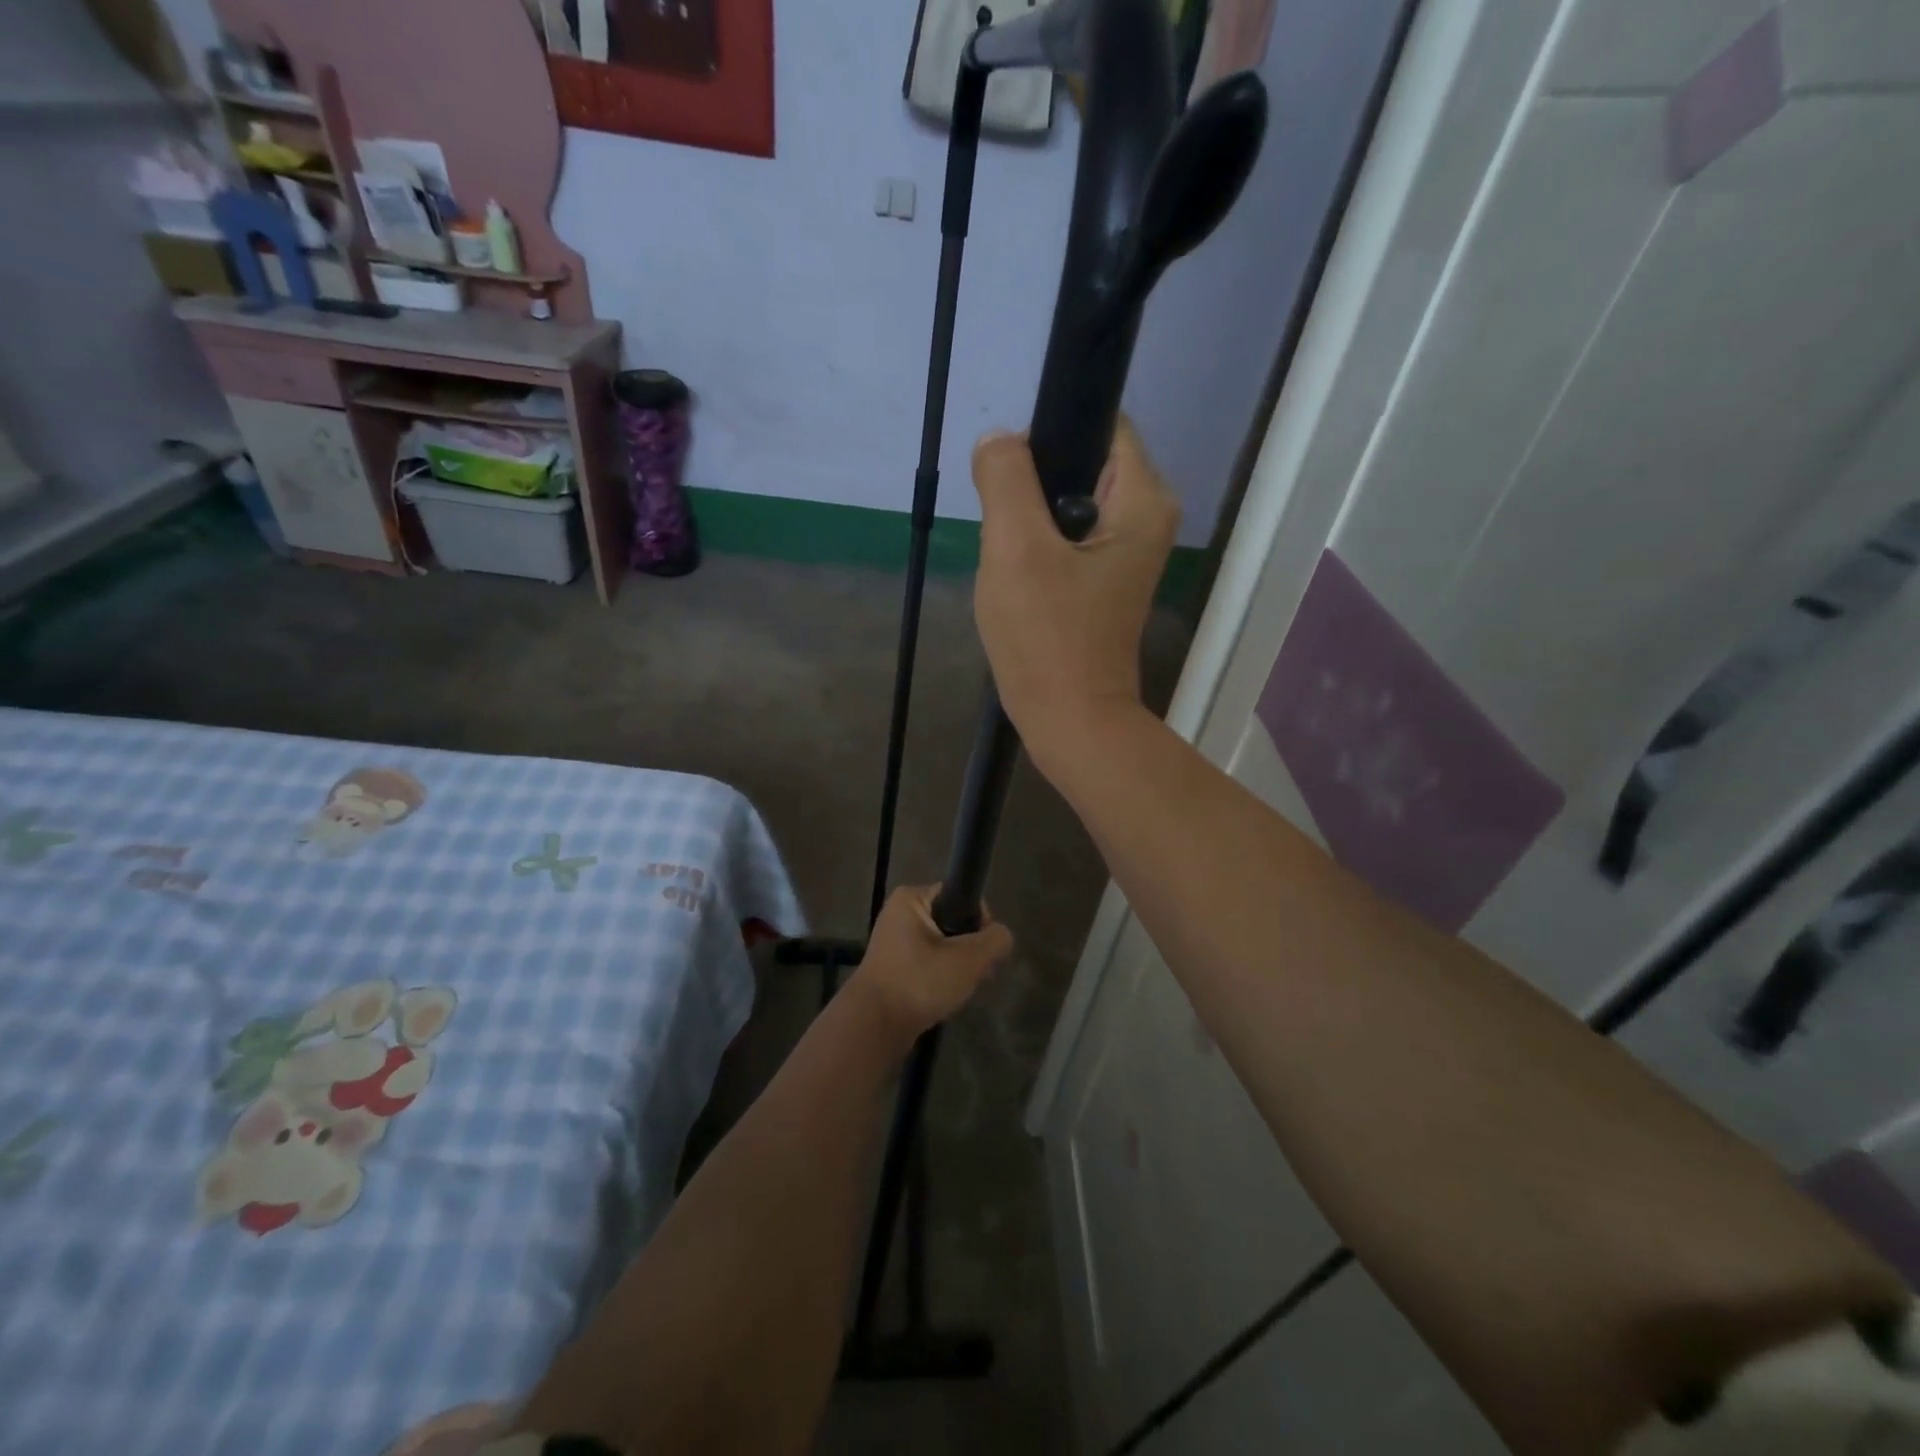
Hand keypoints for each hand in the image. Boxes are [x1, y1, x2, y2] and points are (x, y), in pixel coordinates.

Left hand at [851, 885, 1012, 1045]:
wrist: (873, 1026)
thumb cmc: (919, 981)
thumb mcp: (968, 959)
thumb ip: (994, 941)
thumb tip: (1002, 936)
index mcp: (911, 898)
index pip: (960, 896)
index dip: (980, 920)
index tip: (984, 950)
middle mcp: (899, 914)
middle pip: (953, 923)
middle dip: (970, 949)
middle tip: (977, 974)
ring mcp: (894, 942)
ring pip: (942, 946)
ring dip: (958, 966)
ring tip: (962, 989)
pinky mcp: (893, 968)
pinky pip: (928, 963)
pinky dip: (941, 978)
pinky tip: (947, 997)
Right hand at [970, 421, 1178, 770]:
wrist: (1069, 720)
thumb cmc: (1047, 636)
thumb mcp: (1016, 548)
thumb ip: (1005, 478)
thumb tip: (999, 440)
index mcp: (1142, 500)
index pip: (1101, 424)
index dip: (1051, 434)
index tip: (1010, 475)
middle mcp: (1146, 519)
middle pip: (1080, 464)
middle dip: (1032, 487)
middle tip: (1004, 530)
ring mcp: (1125, 554)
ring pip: (1064, 505)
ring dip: (1028, 523)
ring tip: (1009, 560)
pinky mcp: (1103, 582)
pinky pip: (1064, 541)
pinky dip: (1036, 551)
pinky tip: (1018, 582)